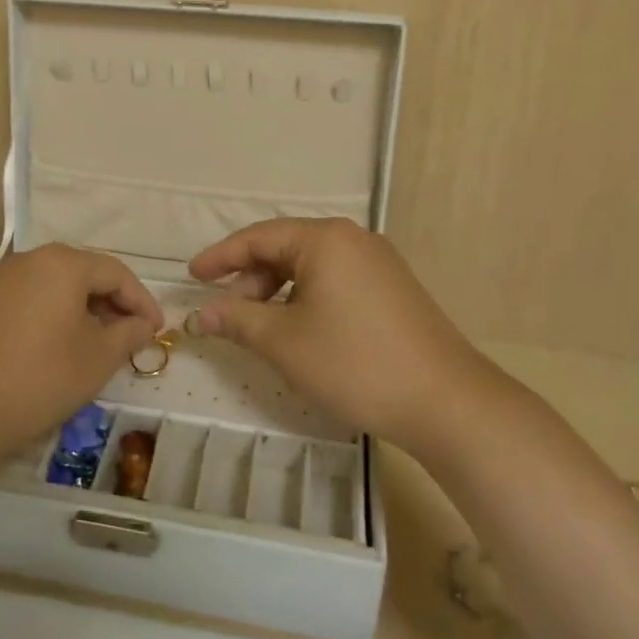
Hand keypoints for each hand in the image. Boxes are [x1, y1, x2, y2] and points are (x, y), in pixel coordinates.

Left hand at [0, 244, 163, 461]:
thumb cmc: (39, 378)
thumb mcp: (97, 359)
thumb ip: (128, 334)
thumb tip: (142, 324)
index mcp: (62, 264)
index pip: (115, 273)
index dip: (141, 300)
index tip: (156, 329)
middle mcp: (28, 260)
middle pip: (81, 273)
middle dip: (109, 302)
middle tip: (127, 334)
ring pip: (50, 286)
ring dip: (77, 309)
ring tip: (90, 341)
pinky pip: (22, 300)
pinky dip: (45, 316)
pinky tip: (47, 347)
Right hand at [188, 218, 491, 454]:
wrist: (446, 401)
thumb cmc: (355, 363)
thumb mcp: (284, 342)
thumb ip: (237, 319)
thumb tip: (201, 313)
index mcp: (325, 239)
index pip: (258, 237)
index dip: (220, 257)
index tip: (192, 277)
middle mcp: (353, 239)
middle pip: (285, 249)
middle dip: (250, 279)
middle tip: (226, 313)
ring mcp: (378, 262)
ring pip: (311, 266)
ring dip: (277, 291)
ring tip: (259, 326)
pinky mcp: (393, 288)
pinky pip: (335, 280)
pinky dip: (306, 298)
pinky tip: (299, 329)